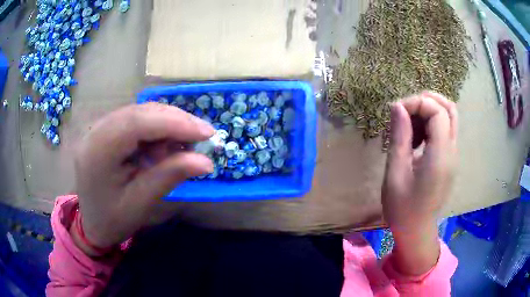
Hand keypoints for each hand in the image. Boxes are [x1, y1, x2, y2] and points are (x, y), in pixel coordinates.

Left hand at [72, 103, 213, 255]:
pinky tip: (166, 145)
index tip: (206, 133)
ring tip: (185, 145)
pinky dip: (156, 128)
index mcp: (98, 151)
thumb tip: (206, 162)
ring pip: (140, 112)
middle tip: (203, 136)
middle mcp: (95, 131)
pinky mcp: (106, 130)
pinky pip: (135, 120)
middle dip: (175, 120)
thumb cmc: (112, 220)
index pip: (137, 123)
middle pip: (140, 112)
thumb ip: (169, 176)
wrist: (90, 223)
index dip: (174, 123)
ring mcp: (99, 128)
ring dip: (167, 124)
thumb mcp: (141, 203)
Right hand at [382, 91, 457, 274]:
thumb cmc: (402, 208)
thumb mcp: (395, 173)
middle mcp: (452, 151)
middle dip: (425, 101)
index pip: (437, 111)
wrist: (416, 230)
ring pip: (449, 116)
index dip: (417, 103)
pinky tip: (416, 138)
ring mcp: (453, 155)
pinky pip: (445, 130)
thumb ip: (399, 136)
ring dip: (429, 111)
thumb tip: (397, 106)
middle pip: (448, 108)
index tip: (397, 112)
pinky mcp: (450, 159)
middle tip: (405, 112)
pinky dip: (431, 123)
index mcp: (440, 156)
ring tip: (409, 124)